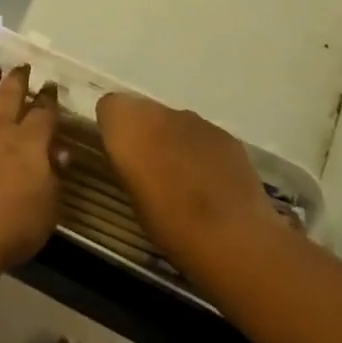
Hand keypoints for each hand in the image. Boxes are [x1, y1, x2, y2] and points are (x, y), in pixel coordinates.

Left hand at [0, 66, 62, 273]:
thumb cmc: (12, 229)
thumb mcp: (49, 208)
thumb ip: (55, 176)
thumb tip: (62, 152)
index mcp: (29, 143)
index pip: (43, 113)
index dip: (49, 99)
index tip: (50, 87)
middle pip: (9, 95)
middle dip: (17, 79)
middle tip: (21, 66)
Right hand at [95, 93, 285, 287]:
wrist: (231, 236)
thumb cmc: (168, 223)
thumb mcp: (131, 197)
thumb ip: (128, 165)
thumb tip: (133, 159)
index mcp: (129, 125)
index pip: (109, 107)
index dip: (113, 129)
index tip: (120, 156)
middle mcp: (160, 112)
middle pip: (144, 111)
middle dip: (144, 133)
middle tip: (150, 169)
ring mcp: (196, 120)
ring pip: (174, 122)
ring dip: (173, 141)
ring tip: (182, 181)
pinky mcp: (225, 134)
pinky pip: (202, 136)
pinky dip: (201, 151)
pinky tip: (210, 184)